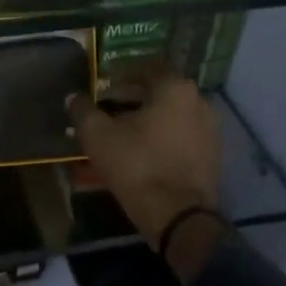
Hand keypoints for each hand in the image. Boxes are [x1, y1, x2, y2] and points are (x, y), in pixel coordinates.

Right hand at [68, 66, 221, 283]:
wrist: (178, 216)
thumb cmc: (137, 165)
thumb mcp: (98, 136)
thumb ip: (83, 110)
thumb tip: (73, 97)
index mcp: (175, 88)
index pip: (145, 68)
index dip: (119, 76)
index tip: (101, 88)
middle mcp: (199, 101)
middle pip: (159, 92)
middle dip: (131, 99)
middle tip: (106, 110)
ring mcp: (210, 130)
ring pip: (171, 115)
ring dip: (147, 119)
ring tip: (121, 134)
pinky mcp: (212, 156)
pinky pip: (181, 136)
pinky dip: (162, 138)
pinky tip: (141, 152)